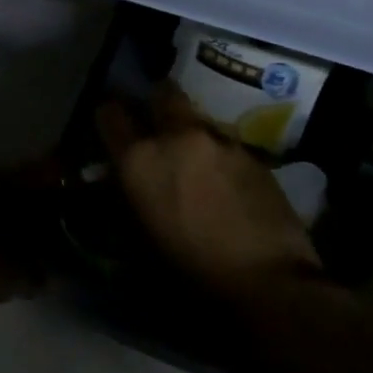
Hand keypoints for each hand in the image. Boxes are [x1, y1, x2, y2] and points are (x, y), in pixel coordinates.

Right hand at [97, 84, 323, 305]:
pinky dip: (220, 155)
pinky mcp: (252, 153)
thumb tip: (122, 179)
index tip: (112, 123)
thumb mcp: (141, 233)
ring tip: (198, 160)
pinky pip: (226, 144)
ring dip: (192, 133)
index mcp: (139, 159)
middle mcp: (176, 137)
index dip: (109, 116)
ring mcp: (219, 140)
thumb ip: (130, 194)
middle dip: (157, 101)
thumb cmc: (189, 268)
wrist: (264, 279)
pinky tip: (227, 182)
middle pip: (162, 94)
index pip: (110, 114)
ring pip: (198, 120)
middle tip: (158, 120)